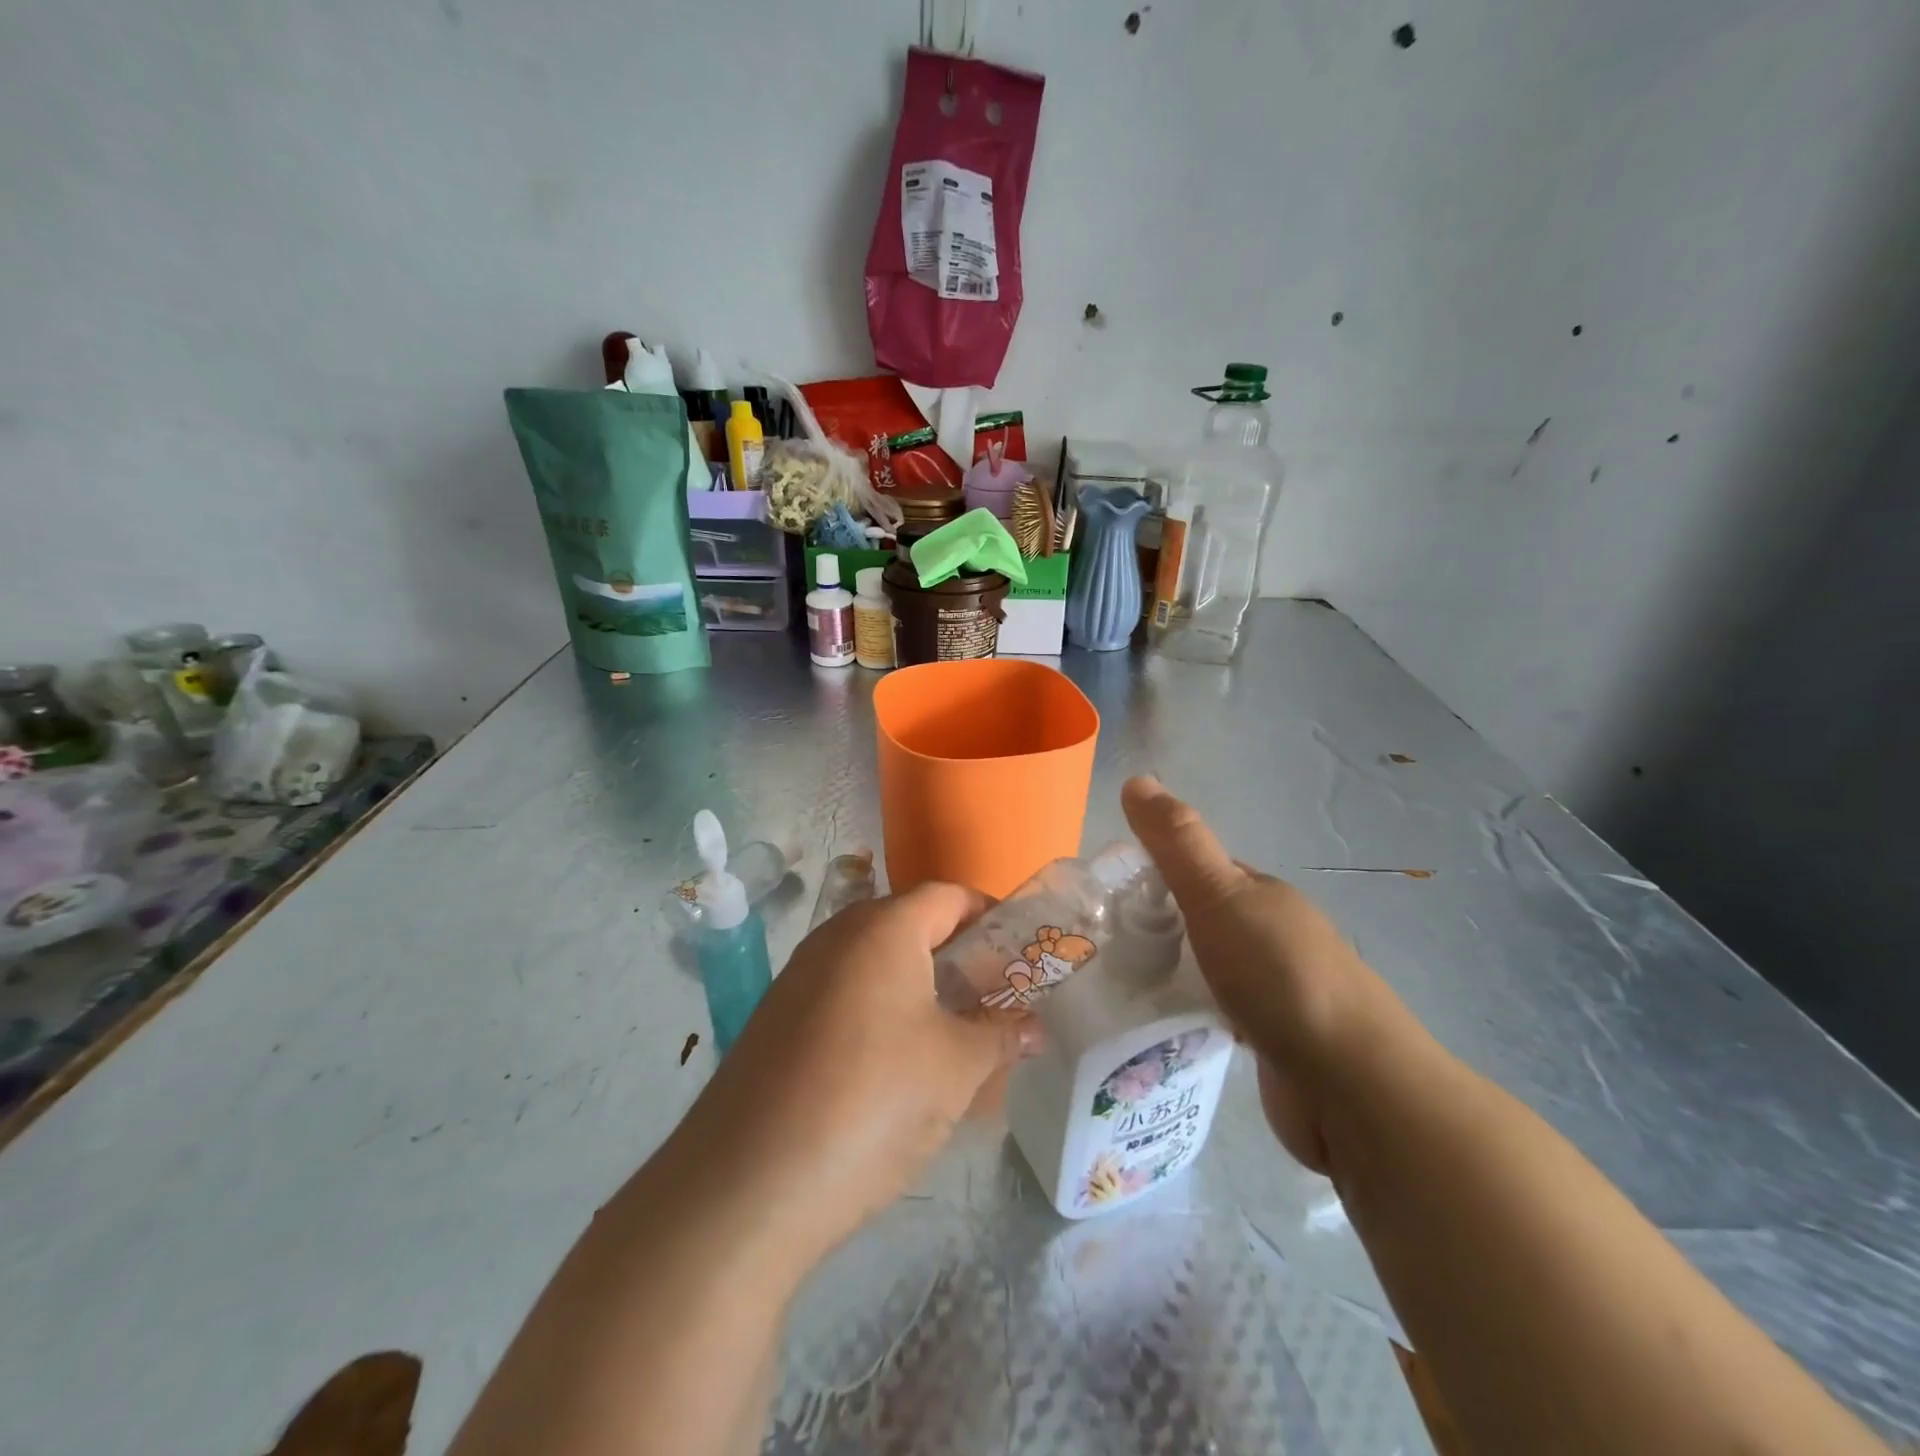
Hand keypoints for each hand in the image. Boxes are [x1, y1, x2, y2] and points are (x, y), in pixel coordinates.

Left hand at [671, 883, 1036, 1268]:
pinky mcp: (775, 1019)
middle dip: (956, 957)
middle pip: (909, 926)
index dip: (990, 916)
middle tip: (991, 1000)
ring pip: (875, 964)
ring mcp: (798, 977)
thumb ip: (1001, 1035)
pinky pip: (843, 996)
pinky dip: (878, 1014)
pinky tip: (892, 1069)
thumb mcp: (956, 1068)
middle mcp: (836, 936)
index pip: (949, 896)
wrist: (746, 1184)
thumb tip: (1034, 1027)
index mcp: (883, 928)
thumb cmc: (873, 1100)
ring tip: (951, 1038)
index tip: (1021, 953)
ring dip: (917, 989)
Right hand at [1121, 775, 1422, 1173]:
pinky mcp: (1275, 1041)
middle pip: (1202, 919)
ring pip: (1210, 968)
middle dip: (1158, 928)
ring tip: (1120, 987)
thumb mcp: (1219, 896)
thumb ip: (1177, 843)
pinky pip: (1220, 1013)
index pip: (1198, 870)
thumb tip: (1136, 779)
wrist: (1354, 1087)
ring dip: (1174, 972)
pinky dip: (1192, 1013)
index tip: (1106, 897)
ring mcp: (1278, 990)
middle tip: (1102, 947)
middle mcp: (1273, 935)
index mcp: (1262, 895)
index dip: (1153, 873)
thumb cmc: (1279, 977)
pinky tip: (1163, 1028)